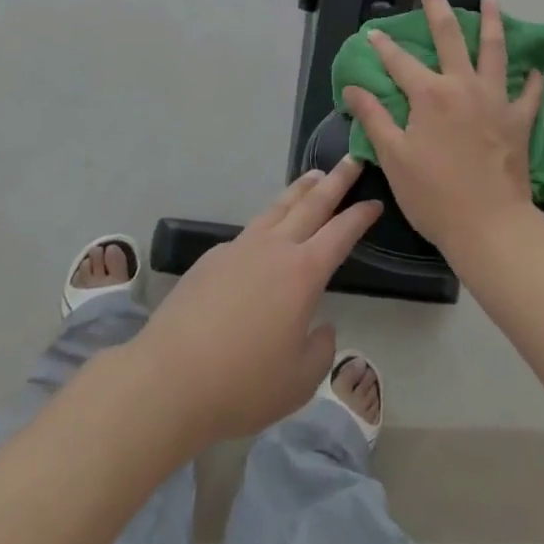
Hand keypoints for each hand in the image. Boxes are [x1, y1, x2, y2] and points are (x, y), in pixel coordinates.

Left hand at [133, 158, 381, 446]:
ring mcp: (239, 248)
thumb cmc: (243, 384)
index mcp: (303, 273)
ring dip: (299, 190)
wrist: (169, 379)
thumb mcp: (300, 380)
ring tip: (313, 176)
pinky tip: (265, 236)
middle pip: (311, 204)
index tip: (374, 201)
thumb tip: (320, 326)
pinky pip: (248, 232)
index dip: (360, 216)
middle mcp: (274, 249)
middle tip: (352, 160)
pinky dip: (267, 223)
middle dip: (335, 181)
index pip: (341, 233)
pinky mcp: (211, 258)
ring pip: (277, 208)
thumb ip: (321, 349)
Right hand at [343, 0, 543, 263]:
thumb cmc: (434, 195)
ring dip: (492, 20)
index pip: (399, 62)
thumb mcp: (394, 158)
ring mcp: (496, 100)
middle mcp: (463, 86)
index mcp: (429, 95)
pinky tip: (534, 68)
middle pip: (448, 36)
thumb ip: (374, 117)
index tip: (373, 32)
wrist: (490, 226)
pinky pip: (528, 92)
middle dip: (435, 6)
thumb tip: (352, 87)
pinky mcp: (519, 120)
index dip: (383, 46)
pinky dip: (531, 78)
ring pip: (495, 50)